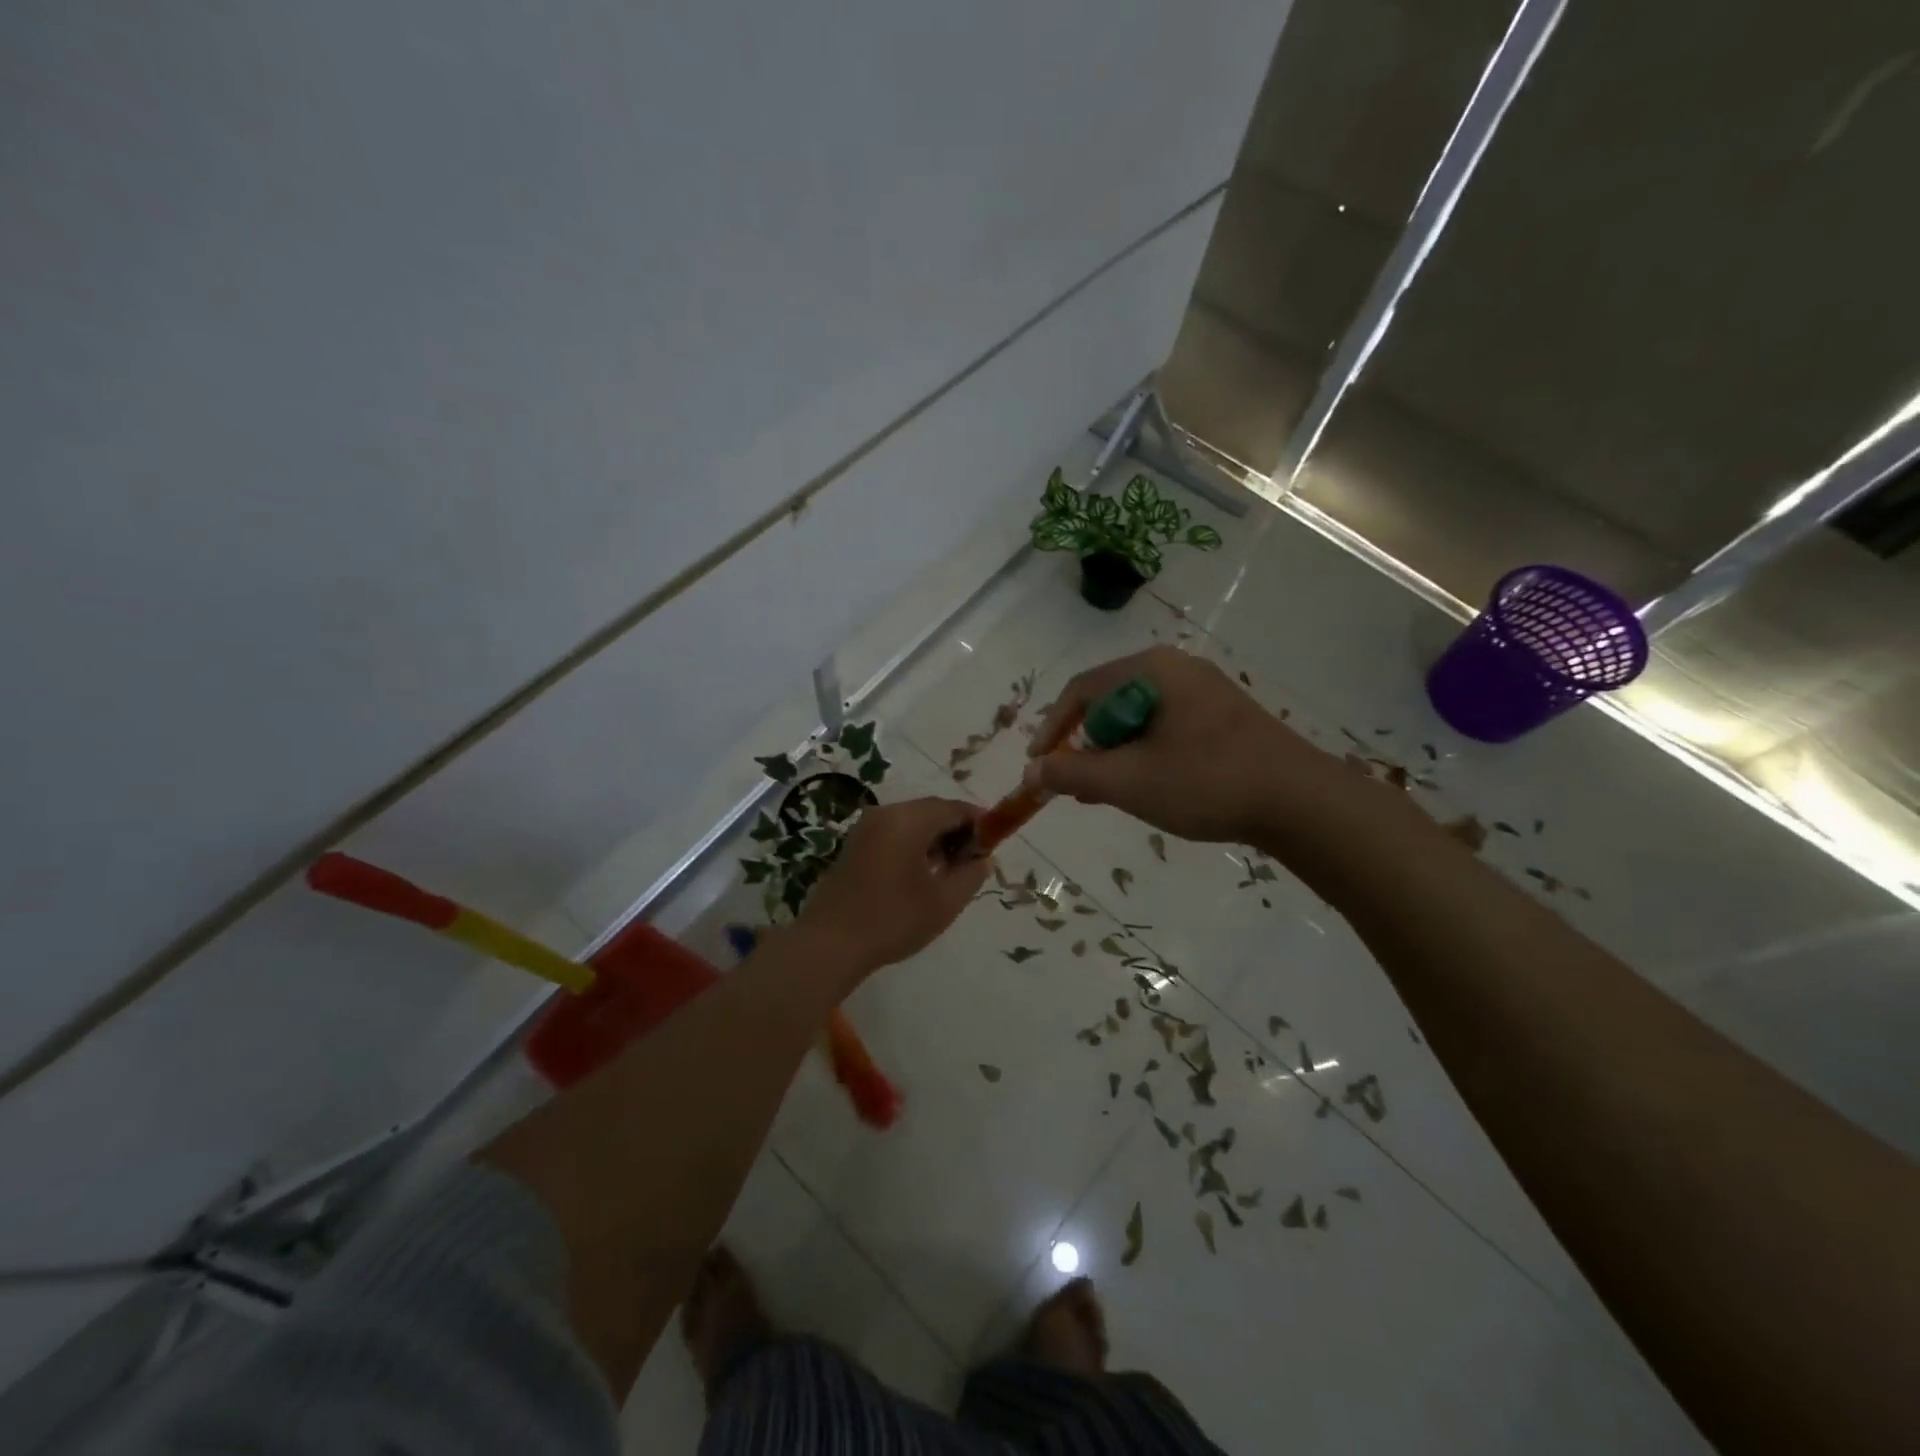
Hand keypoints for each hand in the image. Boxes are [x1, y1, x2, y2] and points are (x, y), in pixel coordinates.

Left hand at [795, 797, 991, 976]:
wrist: (830, 944)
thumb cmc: (892, 920)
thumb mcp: (944, 902)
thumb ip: (971, 875)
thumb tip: (982, 859)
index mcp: (908, 820)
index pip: (954, 808)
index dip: (979, 822)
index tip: (994, 842)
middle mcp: (885, 813)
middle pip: (931, 811)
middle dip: (956, 831)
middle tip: (973, 861)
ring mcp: (865, 828)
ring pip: (911, 822)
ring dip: (934, 839)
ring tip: (949, 872)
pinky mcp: (854, 845)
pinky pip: (893, 833)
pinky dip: (913, 845)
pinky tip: (920, 875)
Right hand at [1025, 646, 1361, 847]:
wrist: (1300, 801)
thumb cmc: (1206, 782)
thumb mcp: (1128, 781)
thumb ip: (1073, 772)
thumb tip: (1032, 770)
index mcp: (1151, 670)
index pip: (1081, 690)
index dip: (1052, 728)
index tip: (1039, 765)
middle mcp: (1176, 668)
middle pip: (1109, 701)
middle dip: (1085, 744)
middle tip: (1076, 784)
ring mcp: (1204, 690)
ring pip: (1139, 717)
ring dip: (1115, 753)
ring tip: (1107, 792)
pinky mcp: (1223, 715)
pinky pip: (1166, 726)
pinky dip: (1145, 753)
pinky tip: (1148, 786)